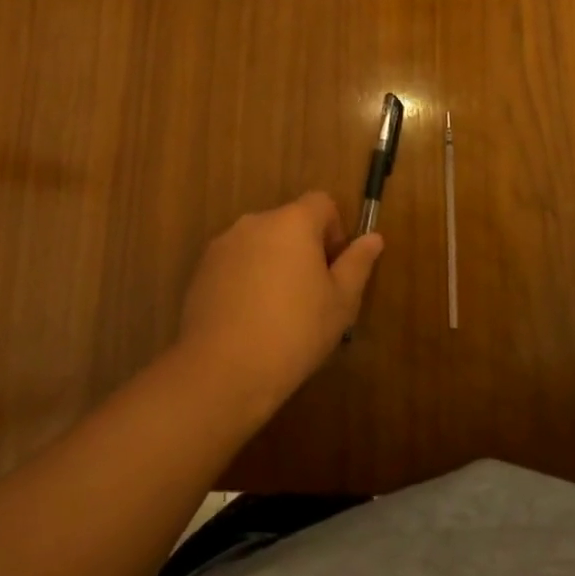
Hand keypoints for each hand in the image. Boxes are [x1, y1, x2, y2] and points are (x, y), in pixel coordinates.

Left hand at [175, 193, 383, 416]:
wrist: (221, 372)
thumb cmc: (294, 332)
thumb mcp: (341, 302)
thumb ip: (358, 263)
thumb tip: (373, 237)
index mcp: (292, 222)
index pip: (321, 203)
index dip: (334, 230)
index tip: (334, 269)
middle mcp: (255, 223)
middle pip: (289, 222)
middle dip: (303, 249)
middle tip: (311, 295)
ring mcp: (223, 246)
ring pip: (261, 244)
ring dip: (274, 264)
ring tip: (278, 312)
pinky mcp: (200, 272)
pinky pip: (235, 264)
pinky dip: (247, 280)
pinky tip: (250, 320)